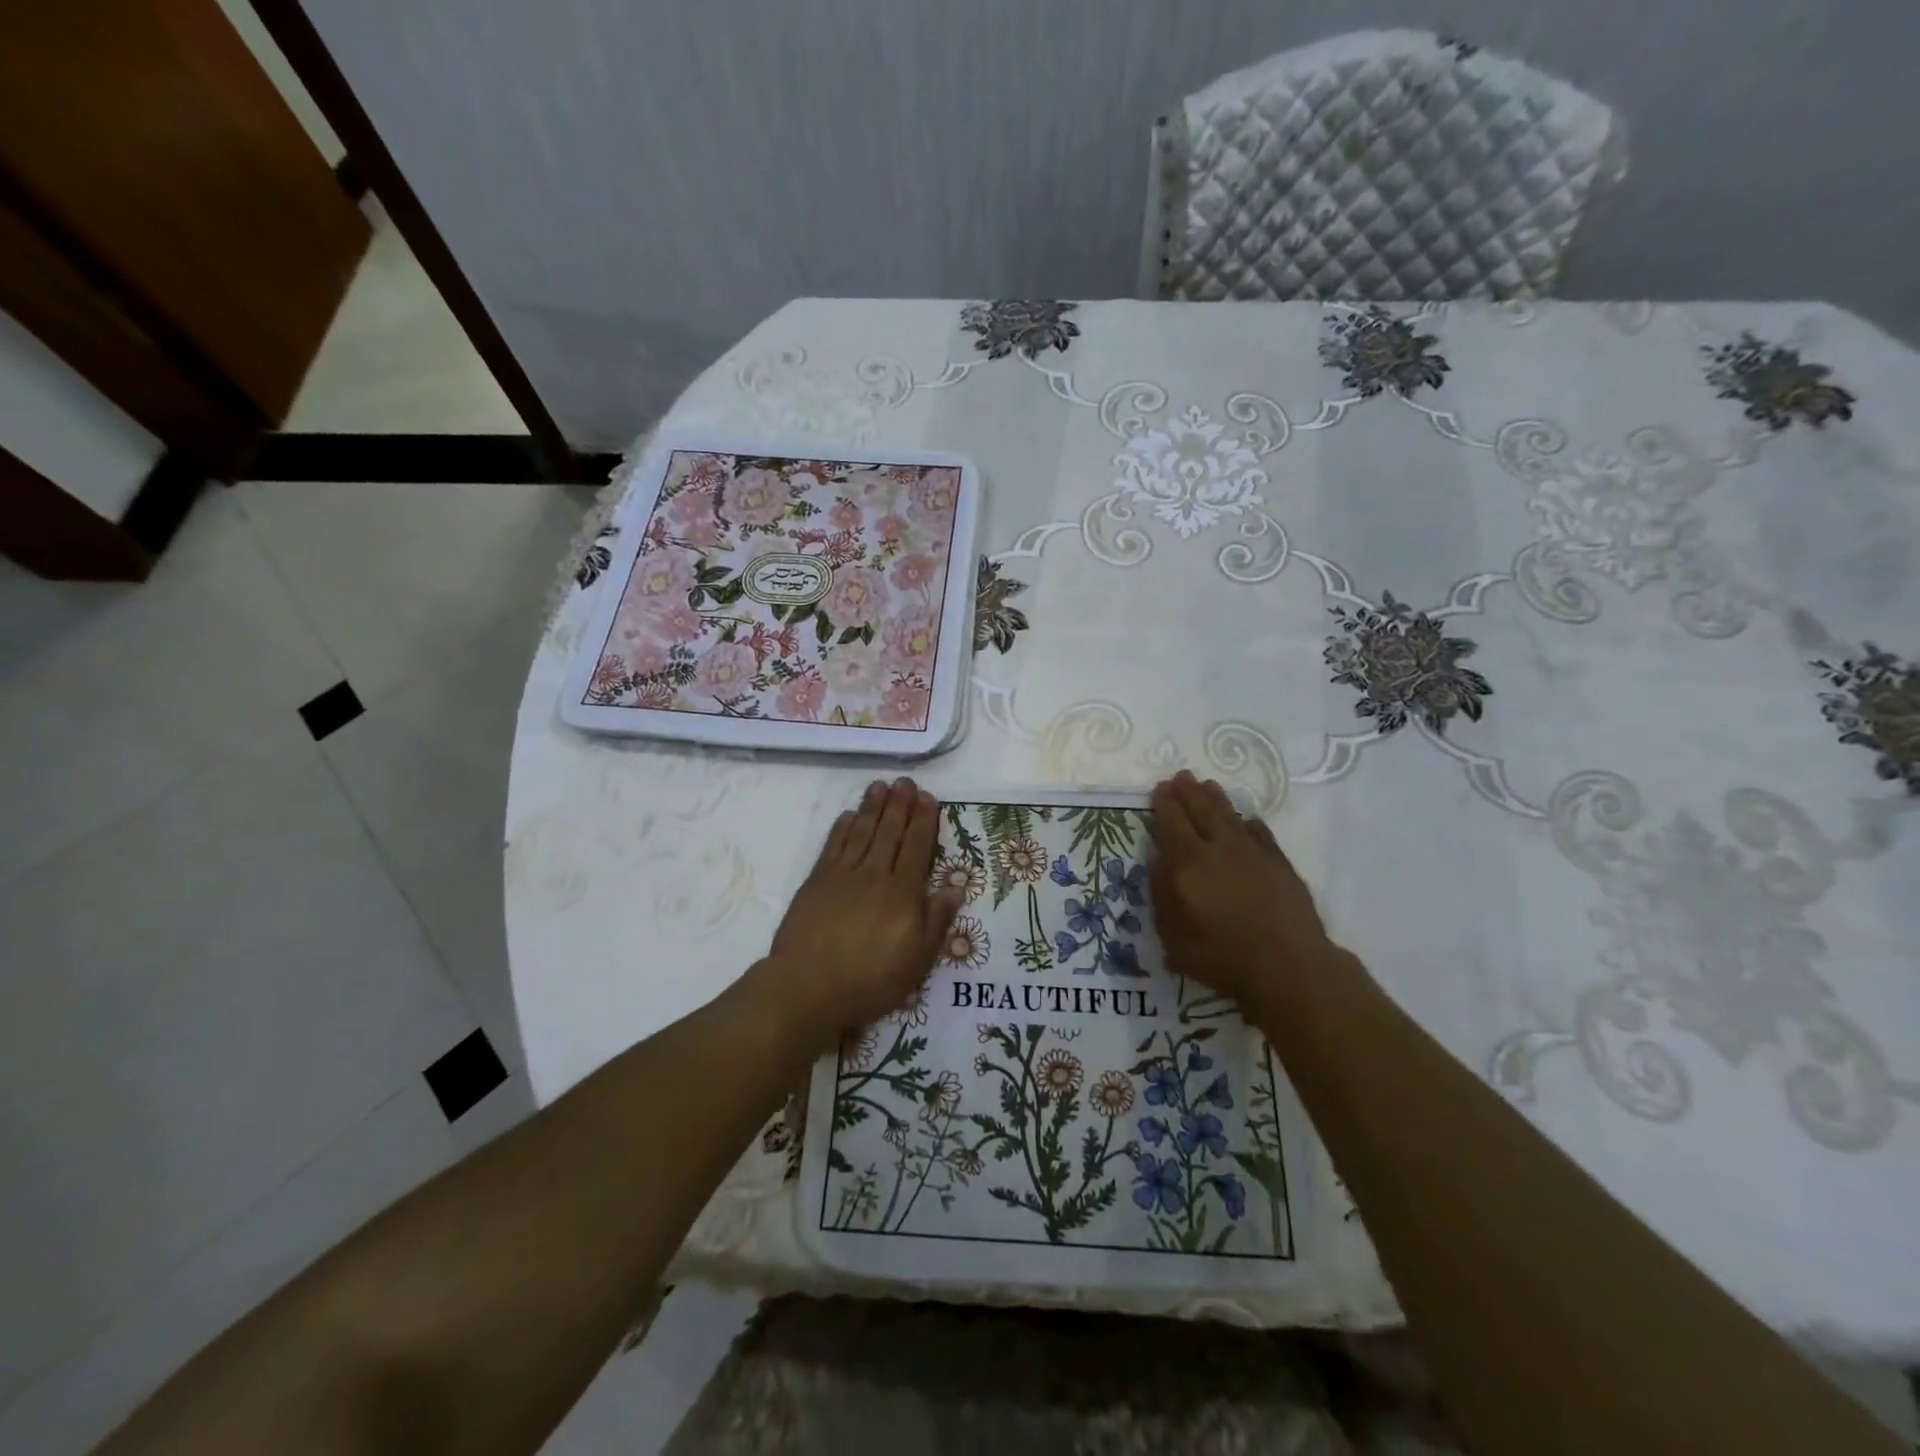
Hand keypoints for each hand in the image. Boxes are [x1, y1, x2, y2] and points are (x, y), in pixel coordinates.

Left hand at [755, 777, 962, 1051]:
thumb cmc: (870, 979)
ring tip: (880, 786)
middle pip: (890, 833)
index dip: (923, 821)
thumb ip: (937, 920)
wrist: (809, 986)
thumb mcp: (917, 960)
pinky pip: (833, 846)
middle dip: (899, 805)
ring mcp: (843, 876)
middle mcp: (875, 875)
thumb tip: (956, 885)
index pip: (917, 847)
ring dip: (872, 807)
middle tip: (905, 781)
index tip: (927, 797)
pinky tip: (849, 815)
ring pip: (862, 832)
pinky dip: (842, 828)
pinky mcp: (817, 882)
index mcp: (903, 893)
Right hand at [1148, 771, 1346, 1018]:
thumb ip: (1161, 892)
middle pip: (1201, 812)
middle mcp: (1219, 849)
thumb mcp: (1174, 935)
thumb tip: (1157, 855)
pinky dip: (1250, 824)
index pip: (1172, 823)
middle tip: (1181, 776)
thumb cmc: (1222, 955)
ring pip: (1230, 816)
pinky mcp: (1280, 864)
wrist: (1288, 964)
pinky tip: (1247, 820)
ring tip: (1208, 785)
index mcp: (1188, 863)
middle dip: (1188, 793)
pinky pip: (1261, 834)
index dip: (1165, 804)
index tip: (1160, 788)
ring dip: (1217, 799)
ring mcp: (1253, 853)